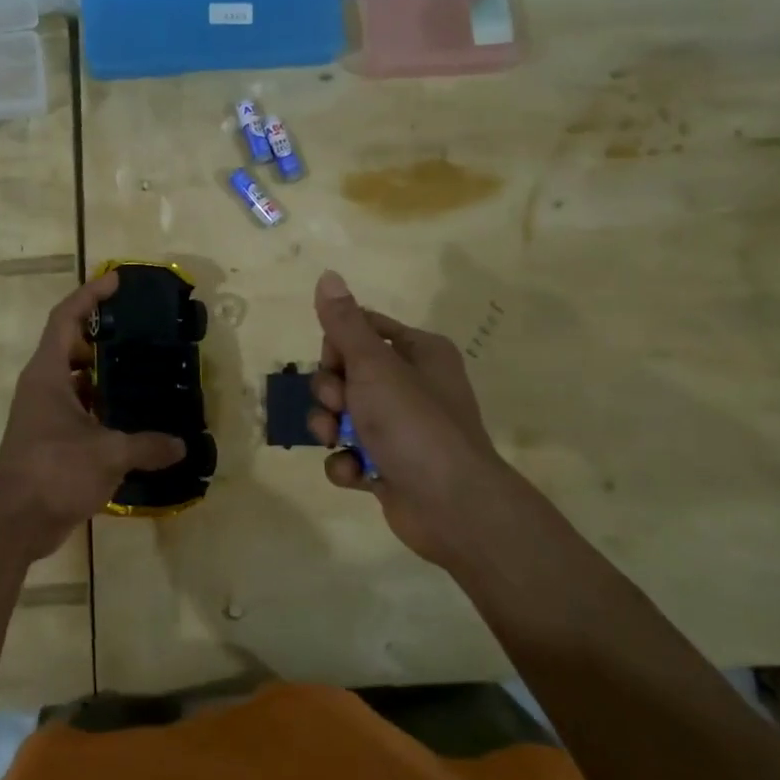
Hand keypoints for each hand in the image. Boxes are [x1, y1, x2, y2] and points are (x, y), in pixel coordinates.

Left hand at [0, 270, 184, 563]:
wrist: (12, 523)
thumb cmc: (52, 472)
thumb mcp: (107, 454)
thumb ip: (147, 446)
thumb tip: (181, 445)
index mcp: (48, 374)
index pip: (66, 318)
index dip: (90, 294)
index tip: (117, 280)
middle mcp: (44, 387)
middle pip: (73, 346)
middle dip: (104, 335)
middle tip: (142, 331)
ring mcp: (46, 414)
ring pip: (79, 381)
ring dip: (107, 374)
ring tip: (146, 370)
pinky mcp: (53, 440)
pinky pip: (83, 410)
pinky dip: (106, 408)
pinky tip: (136, 418)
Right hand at [307, 270, 551, 570]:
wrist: (452, 505)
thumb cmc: (414, 422)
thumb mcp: (374, 365)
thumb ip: (344, 323)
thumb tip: (327, 274)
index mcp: (418, 352)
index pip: (362, 329)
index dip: (337, 345)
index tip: (336, 363)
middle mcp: (410, 385)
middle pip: (345, 373)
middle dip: (330, 392)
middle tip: (340, 405)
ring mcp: (399, 428)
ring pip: (341, 415)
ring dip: (329, 428)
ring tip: (338, 441)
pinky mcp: (389, 466)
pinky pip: (350, 454)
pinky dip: (346, 463)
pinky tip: (357, 473)